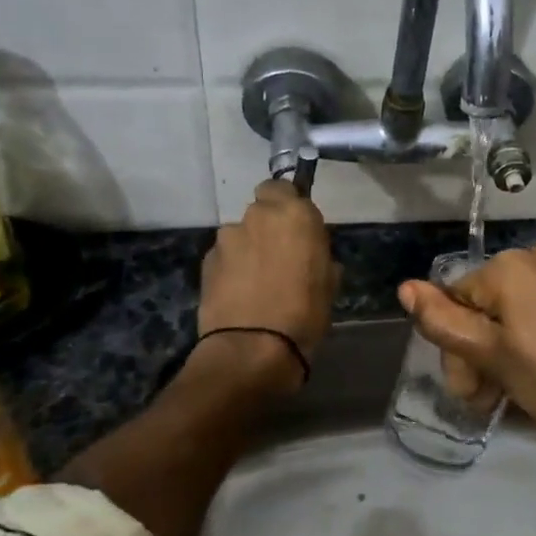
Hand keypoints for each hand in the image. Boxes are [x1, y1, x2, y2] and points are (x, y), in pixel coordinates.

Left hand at [198, 180, 339, 392]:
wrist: (253, 348)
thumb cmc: (305, 313)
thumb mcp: (329, 281)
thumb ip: (317, 253)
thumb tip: (308, 252)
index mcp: (294, 214)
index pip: (284, 187)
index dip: (288, 205)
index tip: (297, 227)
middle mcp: (257, 216)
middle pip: (260, 209)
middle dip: (268, 226)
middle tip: (280, 255)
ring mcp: (227, 238)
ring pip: (240, 234)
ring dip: (248, 248)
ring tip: (257, 280)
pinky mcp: (206, 262)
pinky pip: (225, 257)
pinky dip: (232, 268)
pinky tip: (240, 293)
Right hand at [397, 243, 535, 472]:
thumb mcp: (491, 356)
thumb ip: (443, 322)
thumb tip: (405, 288)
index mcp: (510, 266)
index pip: (457, 301)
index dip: (457, 349)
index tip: (472, 389)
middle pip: (488, 303)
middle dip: (481, 349)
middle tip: (491, 396)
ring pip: (518, 306)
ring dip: (508, 344)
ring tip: (519, 386)